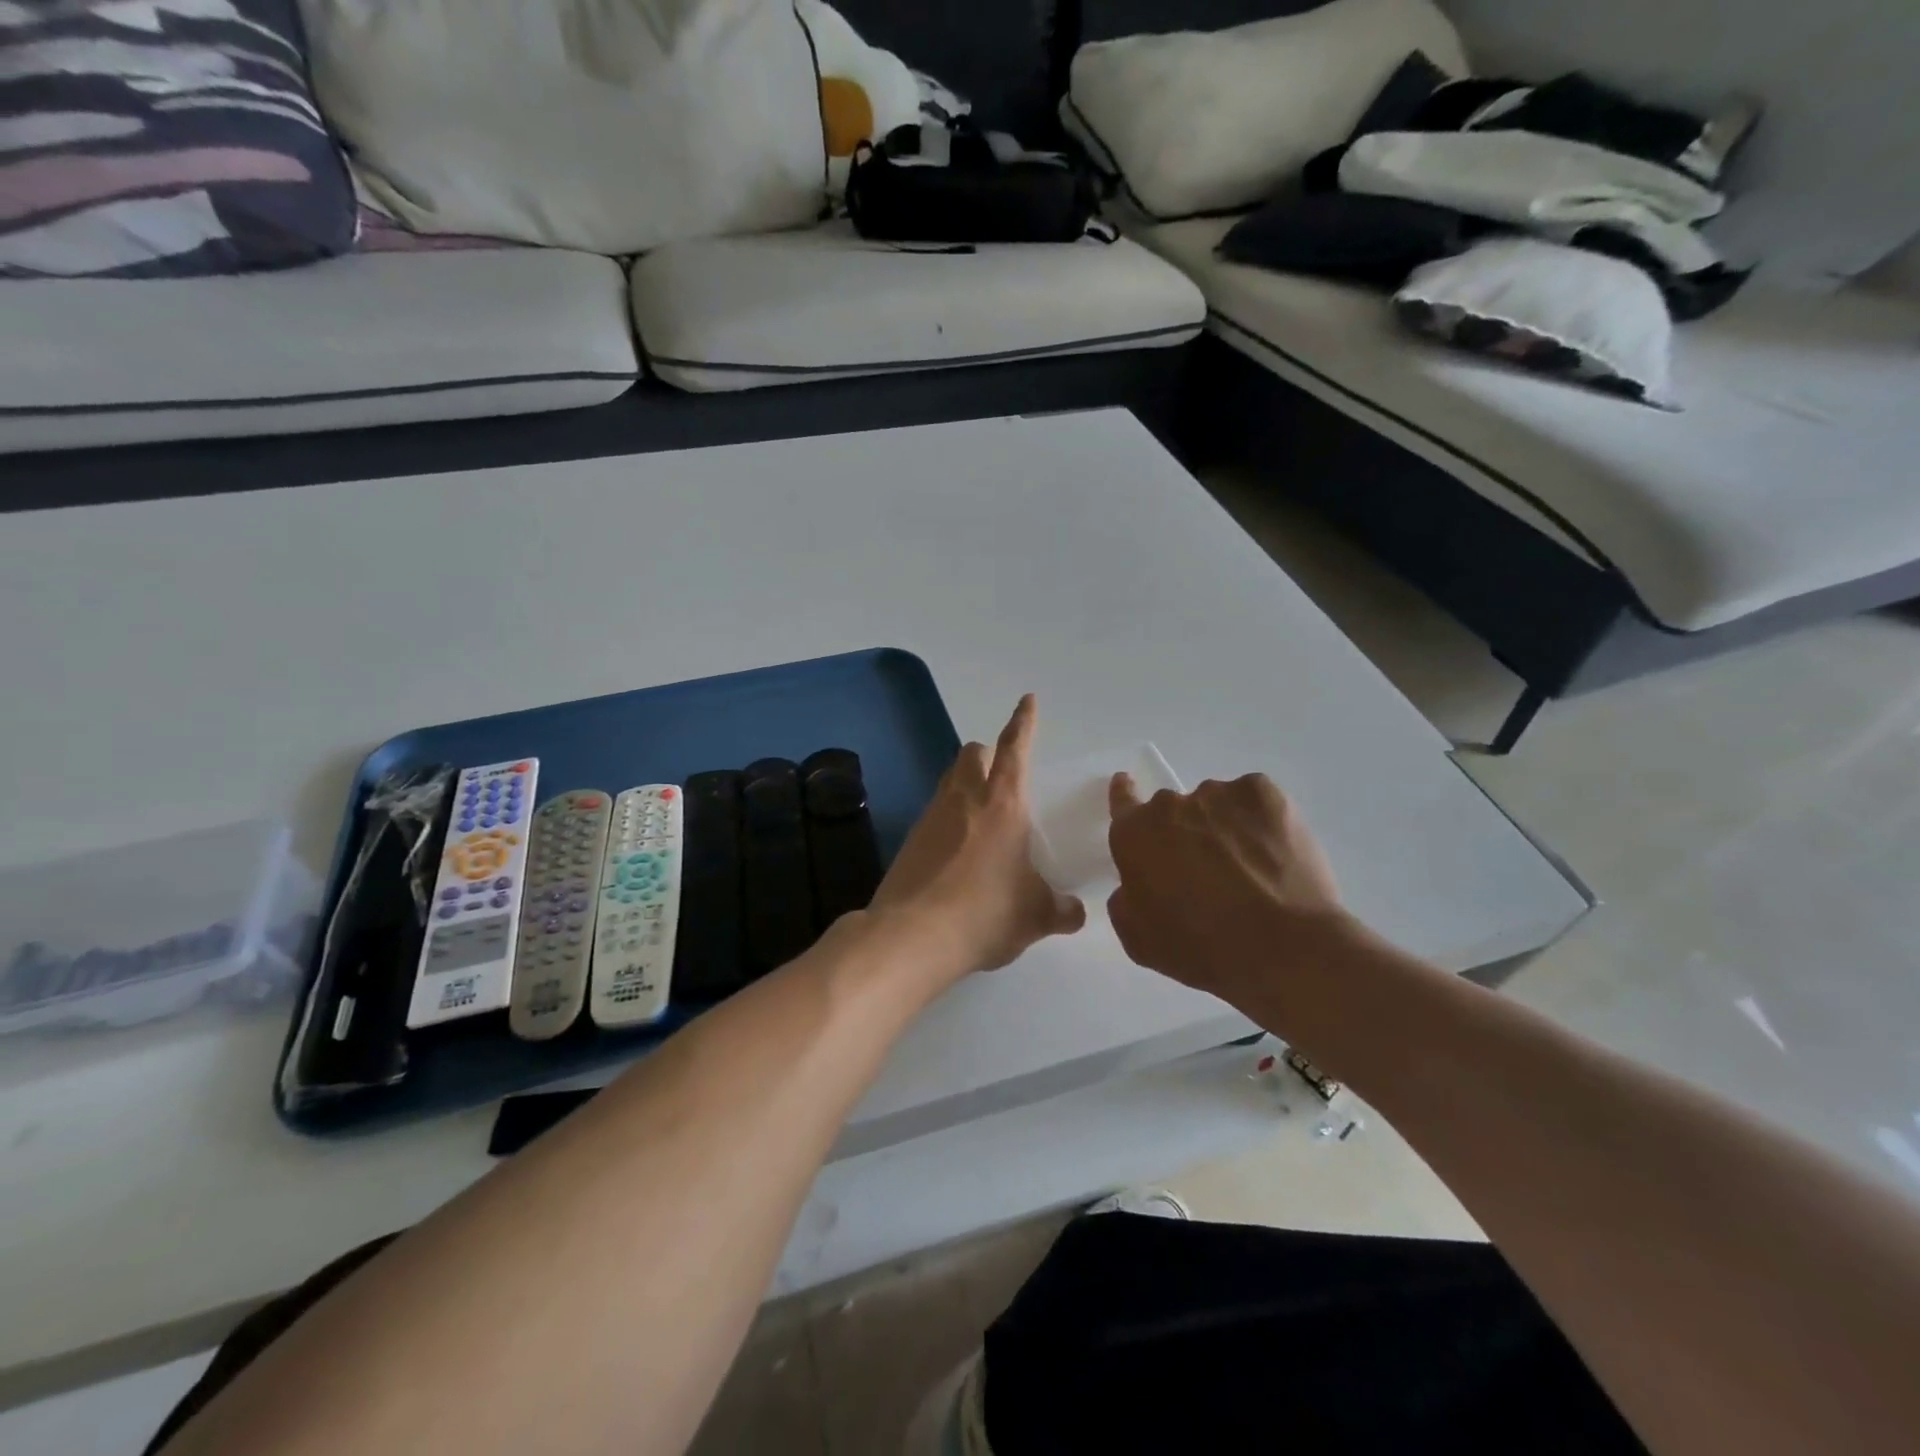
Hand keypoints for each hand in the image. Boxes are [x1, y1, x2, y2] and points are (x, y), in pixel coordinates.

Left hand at [868, 695, 1085, 978]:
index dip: (1024, 722)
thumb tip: (1075, 913)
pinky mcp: (910, 840)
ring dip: (966, 782)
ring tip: (983, 813)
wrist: (911, 936)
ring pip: (949, 780)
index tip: (1028, 700)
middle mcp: (964, 799)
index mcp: (1003, 804)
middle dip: (989, 752)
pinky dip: (949, 817)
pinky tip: (959, 849)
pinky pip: (934, 813)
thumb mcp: (1035, 916)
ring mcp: (931, 817)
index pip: (1015, 749)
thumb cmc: (985, 913)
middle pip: (973, 753)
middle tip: (1003, 773)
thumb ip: (1060, 910)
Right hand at [1106, 772, 1351, 1001]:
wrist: (1284, 949)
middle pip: (1173, 810)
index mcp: (1136, 835)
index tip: (1129, 790)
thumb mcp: (1139, 941)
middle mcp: (1172, 804)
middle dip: (1183, 832)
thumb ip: (1125, 901)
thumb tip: (1135, 884)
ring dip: (1222, 827)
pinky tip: (1272, 855)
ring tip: (1249, 868)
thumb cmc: (1202, 950)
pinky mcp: (1263, 793)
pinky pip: (1252, 801)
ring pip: (1214, 805)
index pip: (1122, 801)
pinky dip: (1258, 821)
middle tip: (1206, 870)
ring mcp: (1219, 794)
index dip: (1125, 795)